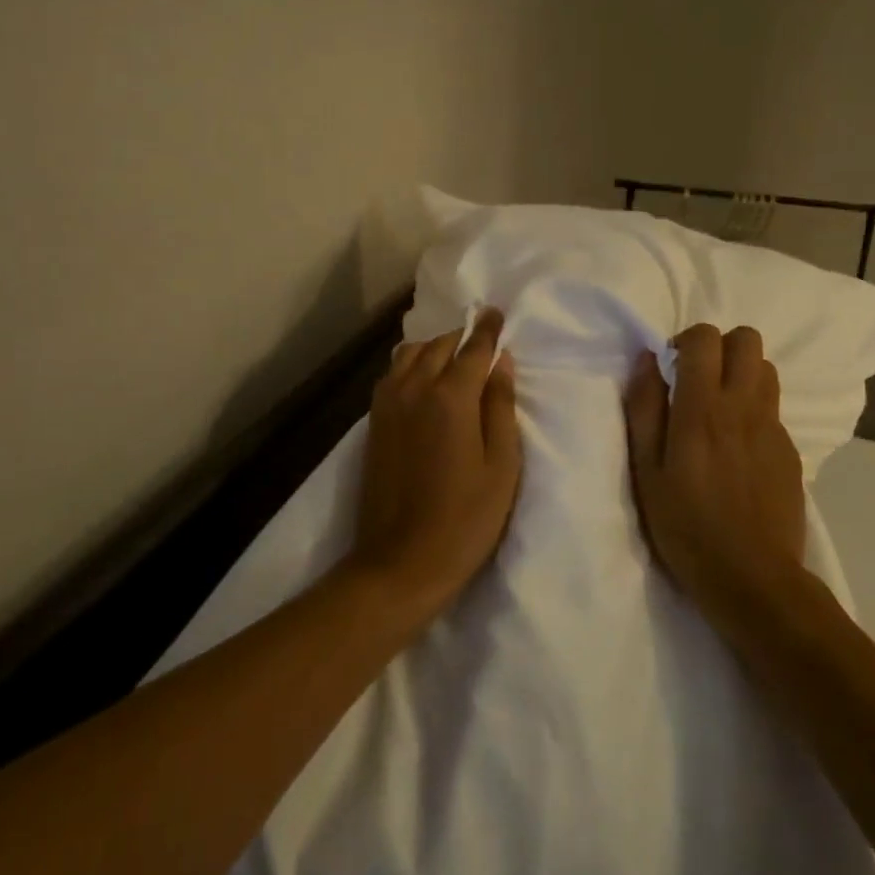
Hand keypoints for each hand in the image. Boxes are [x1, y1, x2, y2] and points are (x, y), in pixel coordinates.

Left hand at [347, 309, 521, 620]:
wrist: (400, 562)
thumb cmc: (465, 520)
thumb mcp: (501, 466)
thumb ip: (501, 407)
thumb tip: (501, 363)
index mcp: (450, 397)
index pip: (473, 349)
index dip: (488, 329)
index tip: (497, 313)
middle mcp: (413, 389)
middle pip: (439, 346)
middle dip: (462, 337)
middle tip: (481, 339)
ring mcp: (387, 404)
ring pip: (410, 355)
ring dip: (434, 348)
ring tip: (452, 358)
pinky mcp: (373, 423)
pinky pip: (392, 374)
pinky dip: (411, 364)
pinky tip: (422, 379)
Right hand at [623, 324, 806, 626]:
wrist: (753, 580)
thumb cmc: (685, 526)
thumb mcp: (646, 471)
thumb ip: (644, 408)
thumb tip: (646, 360)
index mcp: (703, 409)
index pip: (706, 338)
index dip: (685, 341)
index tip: (671, 369)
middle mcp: (744, 407)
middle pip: (747, 339)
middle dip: (720, 347)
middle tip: (698, 380)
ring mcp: (773, 428)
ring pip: (766, 369)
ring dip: (741, 374)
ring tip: (719, 409)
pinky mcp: (791, 451)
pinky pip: (773, 409)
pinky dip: (754, 411)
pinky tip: (737, 451)